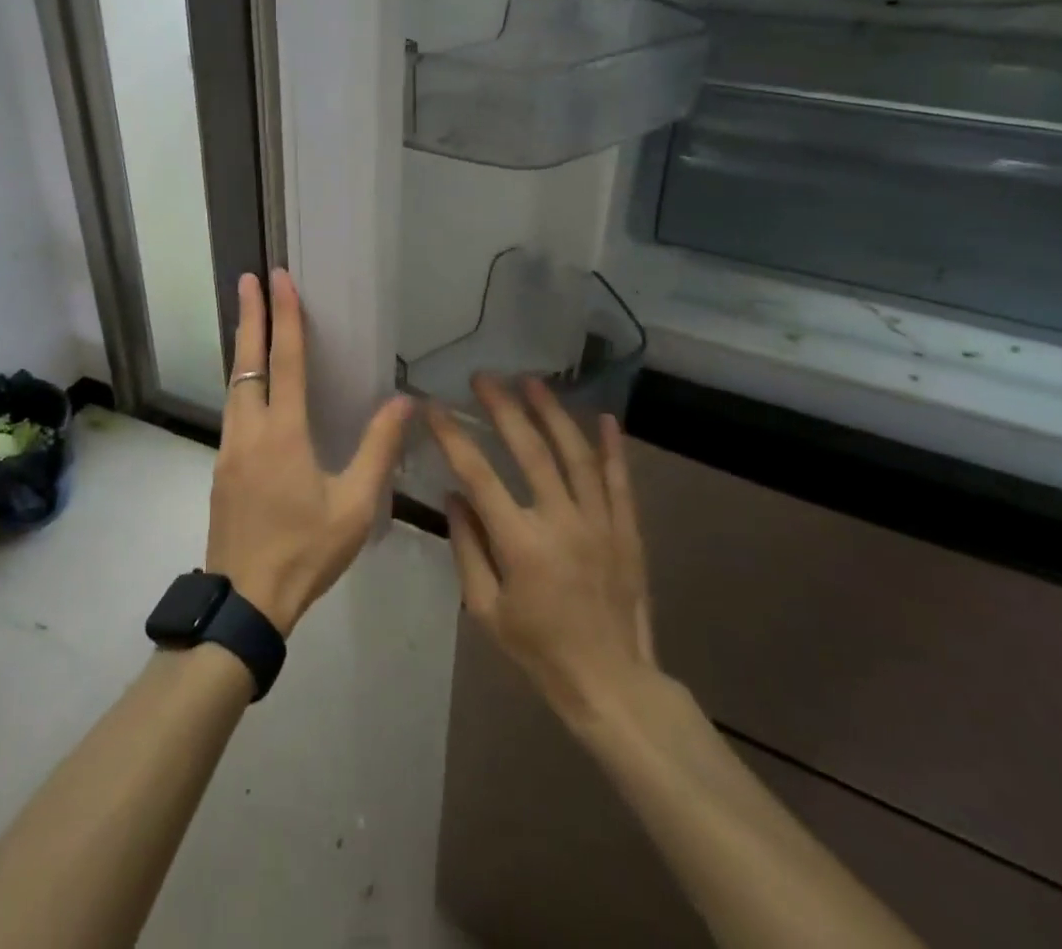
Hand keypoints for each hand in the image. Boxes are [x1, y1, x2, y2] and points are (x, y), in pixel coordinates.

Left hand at [205, 270, 413, 635]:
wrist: (244, 601)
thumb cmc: (305, 552)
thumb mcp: (354, 506)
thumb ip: (379, 449)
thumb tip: (405, 402)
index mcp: (283, 434)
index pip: (285, 361)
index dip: (286, 317)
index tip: (279, 280)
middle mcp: (250, 430)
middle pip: (247, 362)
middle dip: (250, 316)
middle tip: (248, 278)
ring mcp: (229, 448)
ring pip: (234, 384)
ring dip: (242, 347)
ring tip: (249, 319)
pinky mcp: (221, 467)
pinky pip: (231, 408)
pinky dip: (240, 380)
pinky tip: (249, 385)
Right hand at [430, 375, 665, 734]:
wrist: (612, 683)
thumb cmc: (539, 649)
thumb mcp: (486, 609)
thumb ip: (466, 548)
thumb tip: (453, 496)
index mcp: (521, 544)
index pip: (478, 475)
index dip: (453, 437)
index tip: (434, 408)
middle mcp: (561, 522)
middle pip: (530, 451)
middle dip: (504, 408)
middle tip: (484, 377)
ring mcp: (600, 523)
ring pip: (577, 455)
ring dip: (553, 413)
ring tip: (532, 382)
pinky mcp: (627, 530)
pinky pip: (620, 481)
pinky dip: (614, 447)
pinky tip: (606, 417)